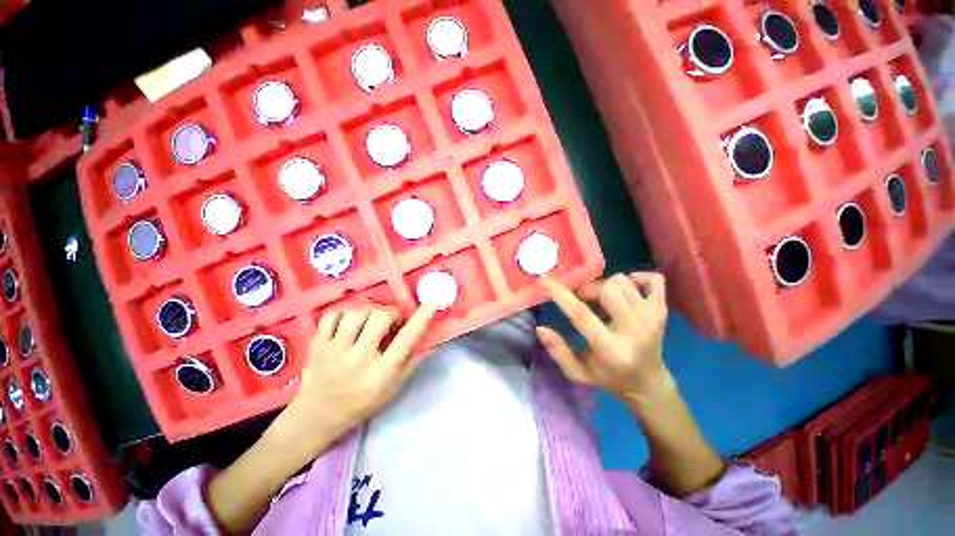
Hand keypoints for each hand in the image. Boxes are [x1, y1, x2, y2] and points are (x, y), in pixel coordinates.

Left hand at [269, 305, 435, 454]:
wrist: (316, 417)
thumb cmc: (361, 404)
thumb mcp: (392, 388)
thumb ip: (412, 363)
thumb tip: (434, 344)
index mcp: (381, 373)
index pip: (406, 339)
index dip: (421, 318)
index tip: (432, 302)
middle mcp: (358, 359)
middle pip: (380, 317)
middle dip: (391, 312)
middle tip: (391, 320)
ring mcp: (334, 351)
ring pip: (356, 313)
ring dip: (369, 311)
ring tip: (370, 320)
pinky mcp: (316, 345)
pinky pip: (332, 314)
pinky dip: (344, 312)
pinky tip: (349, 321)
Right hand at [536, 272, 671, 402]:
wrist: (649, 384)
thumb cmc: (609, 378)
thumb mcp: (578, 373)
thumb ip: (558, 351)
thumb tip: (540, 328)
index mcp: (610, 349)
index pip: (581, 314)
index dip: (561, 294)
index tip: (545, 281)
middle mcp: (634, 330)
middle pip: (607, 289)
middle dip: (587, 289)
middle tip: (581, 299)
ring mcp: (652, 317)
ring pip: (623, 281)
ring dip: (605, 285)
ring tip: (601, 300)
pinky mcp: (662, 310)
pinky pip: (653, 279)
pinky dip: (637, 278)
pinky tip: (626, 291)